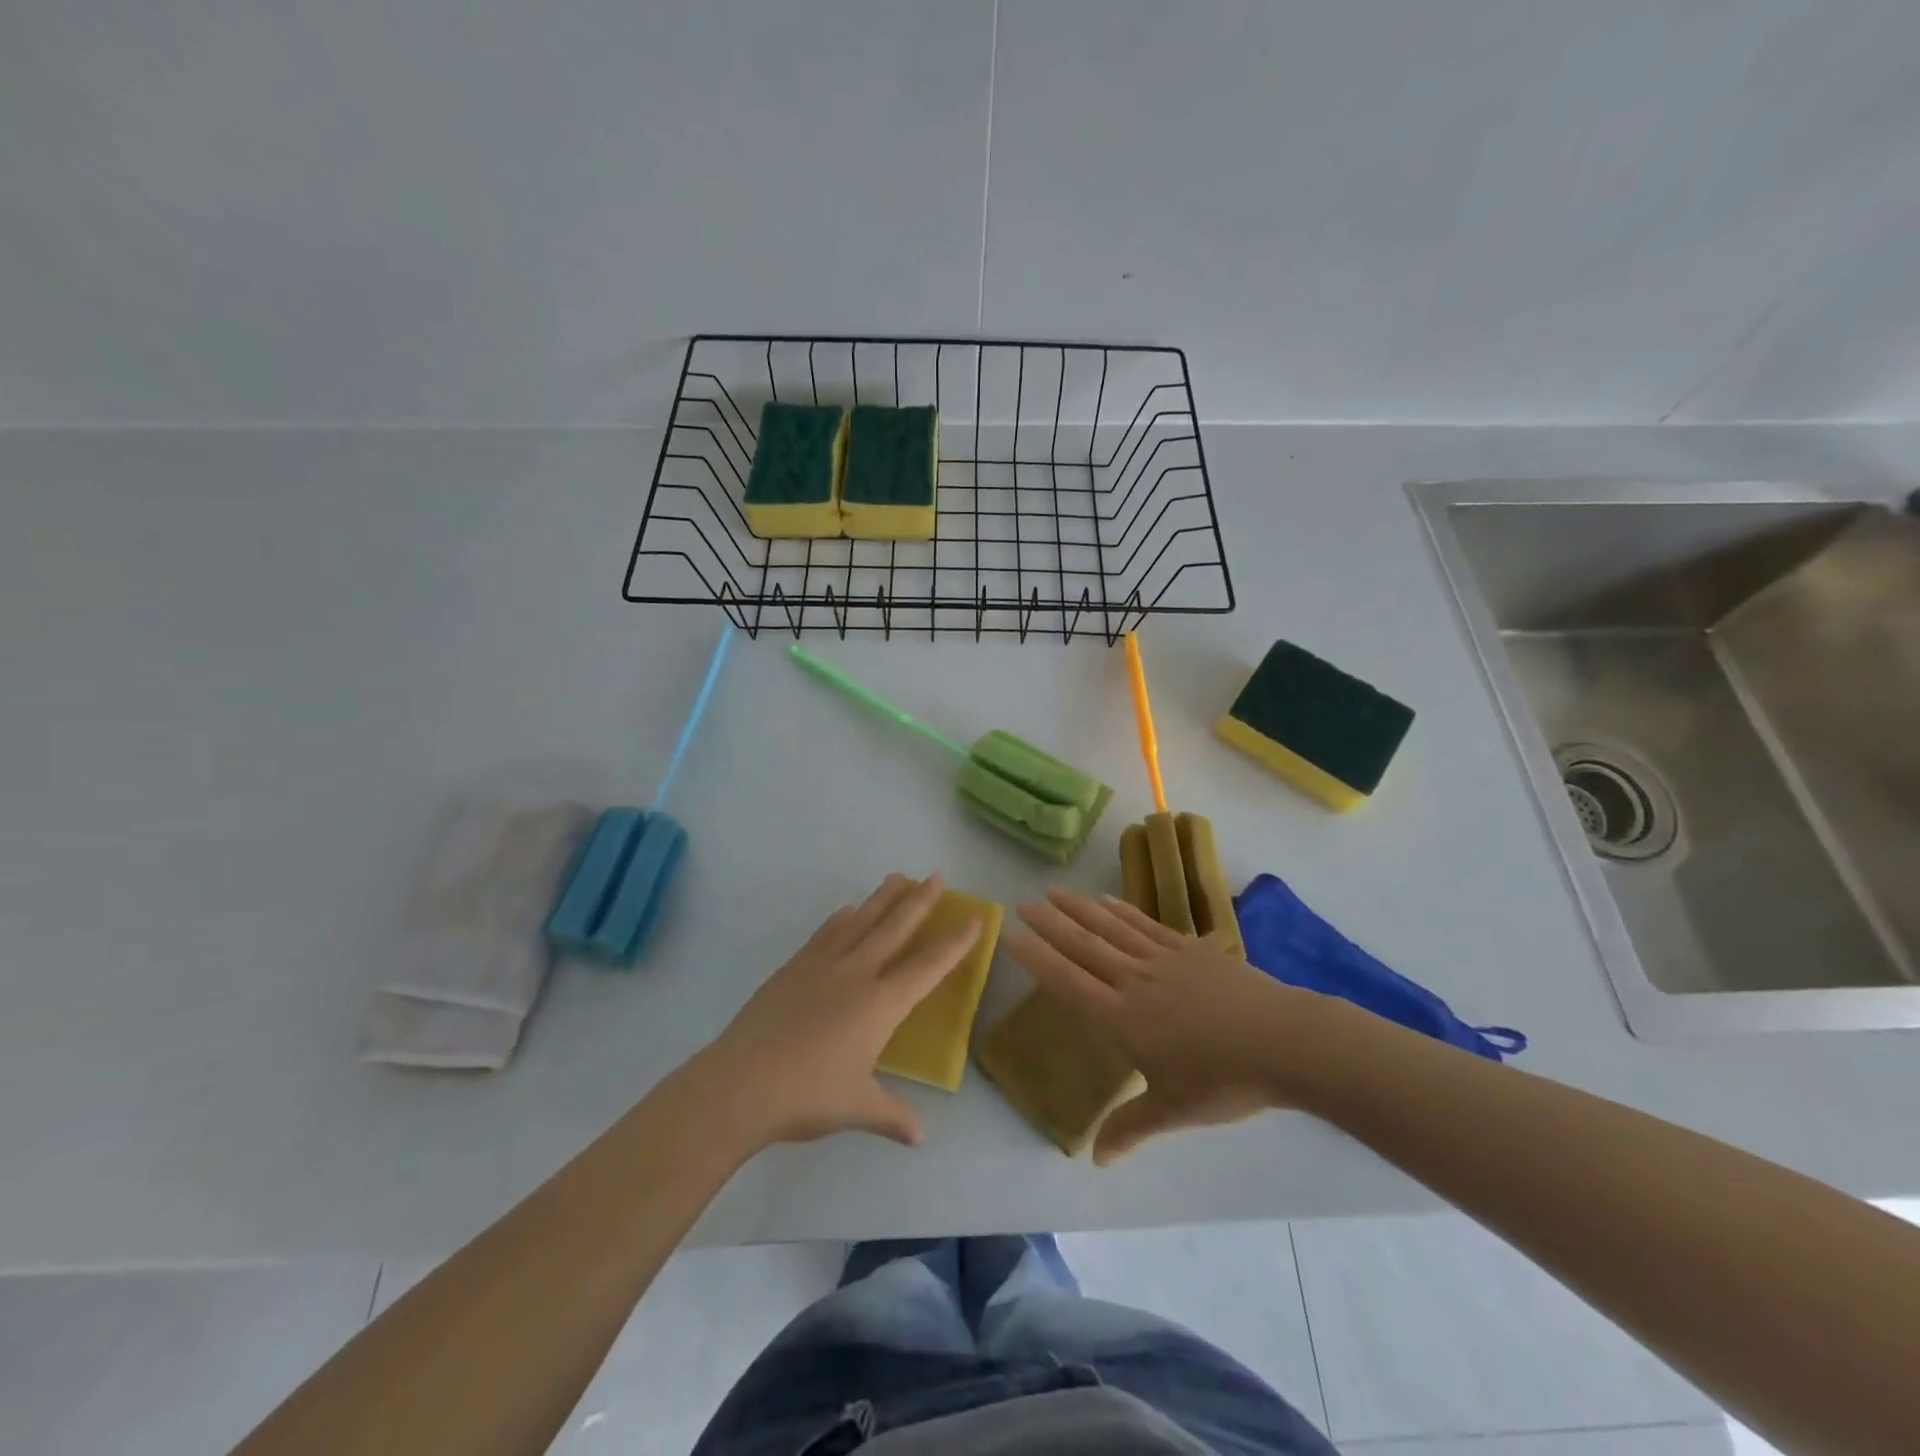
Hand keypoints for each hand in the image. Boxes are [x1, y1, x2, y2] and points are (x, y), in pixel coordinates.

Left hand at [698, 873, 981, 1150]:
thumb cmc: (807, 1096)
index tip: (974, 918)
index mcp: (881, 1004)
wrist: (740, 1083)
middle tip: (936, 876)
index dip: (954, 943)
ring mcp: (822, 965)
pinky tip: (847, 911)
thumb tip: (919, 1136)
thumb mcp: (857, 1108)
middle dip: (920, 901)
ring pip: (861, 921)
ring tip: (898, 878)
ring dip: (883, 898)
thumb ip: (892, 1116)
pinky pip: (826, 933)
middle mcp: (856, 973)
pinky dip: (843, 918)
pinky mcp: (794, 967)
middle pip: (895, 928)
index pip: (928, 966)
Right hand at [1006, 889, 1327, 1163]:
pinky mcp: (1190, 949)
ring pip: (1111, 928)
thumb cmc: (1223, 1080)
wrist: (1282, 1041)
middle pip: (1083, 946)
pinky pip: (1147, 925)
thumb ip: (1131, 1128)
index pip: (1068, 982)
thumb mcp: (1173, 1110)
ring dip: (1081, 909)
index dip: (1037, 958)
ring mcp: (1162, 959)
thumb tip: (1096, 1161)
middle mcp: (1134, 981)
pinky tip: (1108, 901)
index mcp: (1122, 1018)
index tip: (1012, 935)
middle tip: (1024, 902)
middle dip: (1051, 924)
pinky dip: (1123, 911)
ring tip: (1056, 891)